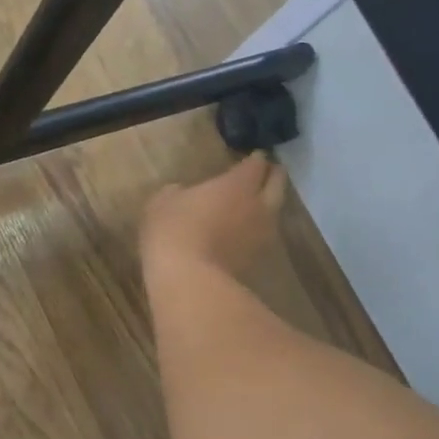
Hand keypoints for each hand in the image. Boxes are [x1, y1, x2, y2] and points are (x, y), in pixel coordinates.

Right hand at [141, 152, 287, 275]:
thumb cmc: (174, 231)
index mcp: (238, 184)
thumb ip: (178, 192)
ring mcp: (262, 235)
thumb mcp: (162, 202)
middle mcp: (259, 205)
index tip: (251, 156)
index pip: (256, 164)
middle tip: (265, 173)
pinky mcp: (257, 261)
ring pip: (274, 213)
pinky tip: (241, 233)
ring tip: (254, 204)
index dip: (254, 159)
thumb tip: (183, 193)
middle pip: (277, 185)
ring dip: (266, 206)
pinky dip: (254, 231)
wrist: (189, 281)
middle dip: (272, 176)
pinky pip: (261, 237)